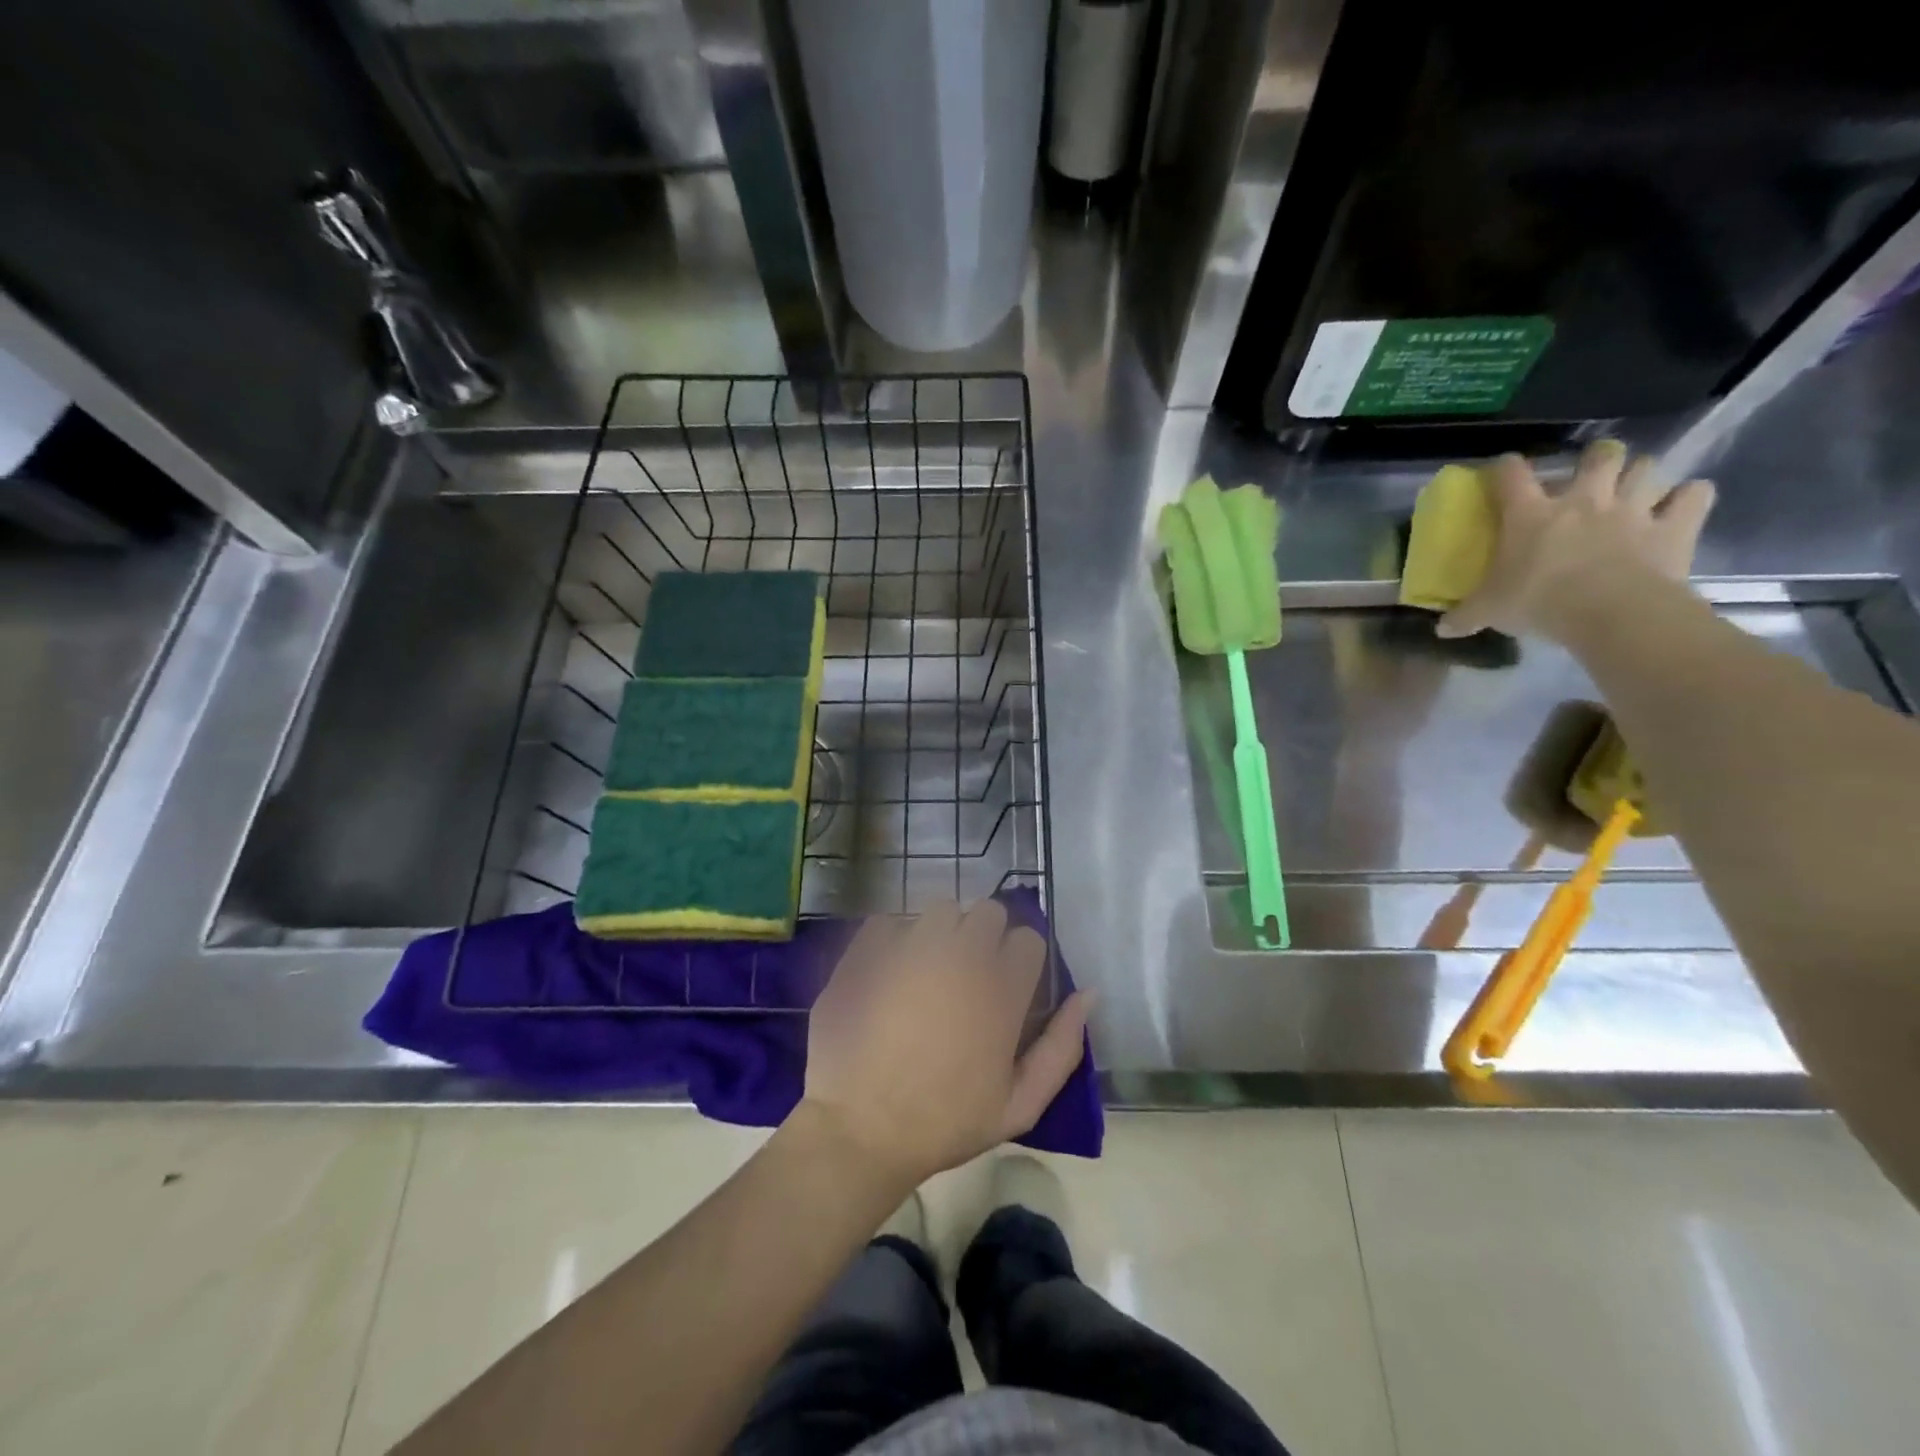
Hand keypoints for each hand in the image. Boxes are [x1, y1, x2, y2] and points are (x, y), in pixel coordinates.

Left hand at [799, 900, 1091, 1186]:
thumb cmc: (945, 1123)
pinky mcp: (869, 949)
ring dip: (944, 931)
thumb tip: (1088, 994)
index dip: (1021, 960)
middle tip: (970, 974)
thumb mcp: (1019, 1105)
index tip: (1008, 984)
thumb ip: (1062, 1047)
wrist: (860, 1130)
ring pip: (942, 909)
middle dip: (986, 936)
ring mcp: (911, 947)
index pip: (1028, 939)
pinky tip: (889, 970)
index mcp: (1001, 989)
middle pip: (989, 912)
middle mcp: (961, 955)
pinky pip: (891, 920)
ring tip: (930, 968)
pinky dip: (894, 938)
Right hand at [1438, 441, 1715, 641]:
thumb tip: (1440, 629)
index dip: (1504, 468)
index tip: (1501, 471)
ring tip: (1636, 490)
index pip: (1511, 475)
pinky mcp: (1675, 524)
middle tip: (1591, 475)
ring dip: (1642, 475)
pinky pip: (1695, 494)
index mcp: (1530, 514)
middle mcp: (1583, 499)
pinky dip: (1690, 497)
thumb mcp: (1489, 612)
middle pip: (1598, 456)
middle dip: (1597, 459)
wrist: (1610, 611)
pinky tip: (1682, 507)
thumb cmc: (1538, 601)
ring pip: (1647, 467)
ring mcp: (1633, 508)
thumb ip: (1465, 616)